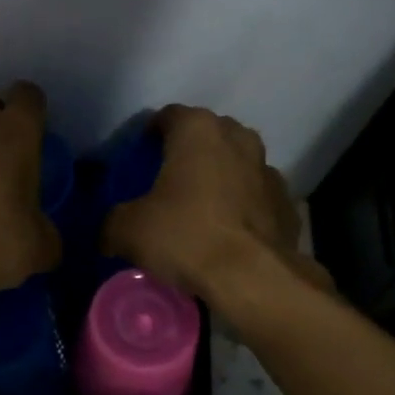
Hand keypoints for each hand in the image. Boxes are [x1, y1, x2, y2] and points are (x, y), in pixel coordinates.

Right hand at [104, 105, 332, 304]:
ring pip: (235, 164)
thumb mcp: (127, 230)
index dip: (149, 135)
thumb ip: (111, 222)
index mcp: (198, 130)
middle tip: (166, 182)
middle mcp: (238, 138)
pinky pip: (255, 196)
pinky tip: (227, 233)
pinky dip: (241, 207)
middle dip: (187, 153)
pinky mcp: (287, 202)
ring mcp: (268, 169)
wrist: (253, 278)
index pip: (167, 116)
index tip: (138, 159)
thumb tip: (108, 232)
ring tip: (199, 209)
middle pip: (206, 136)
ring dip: (219, 178)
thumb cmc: (186, 236)